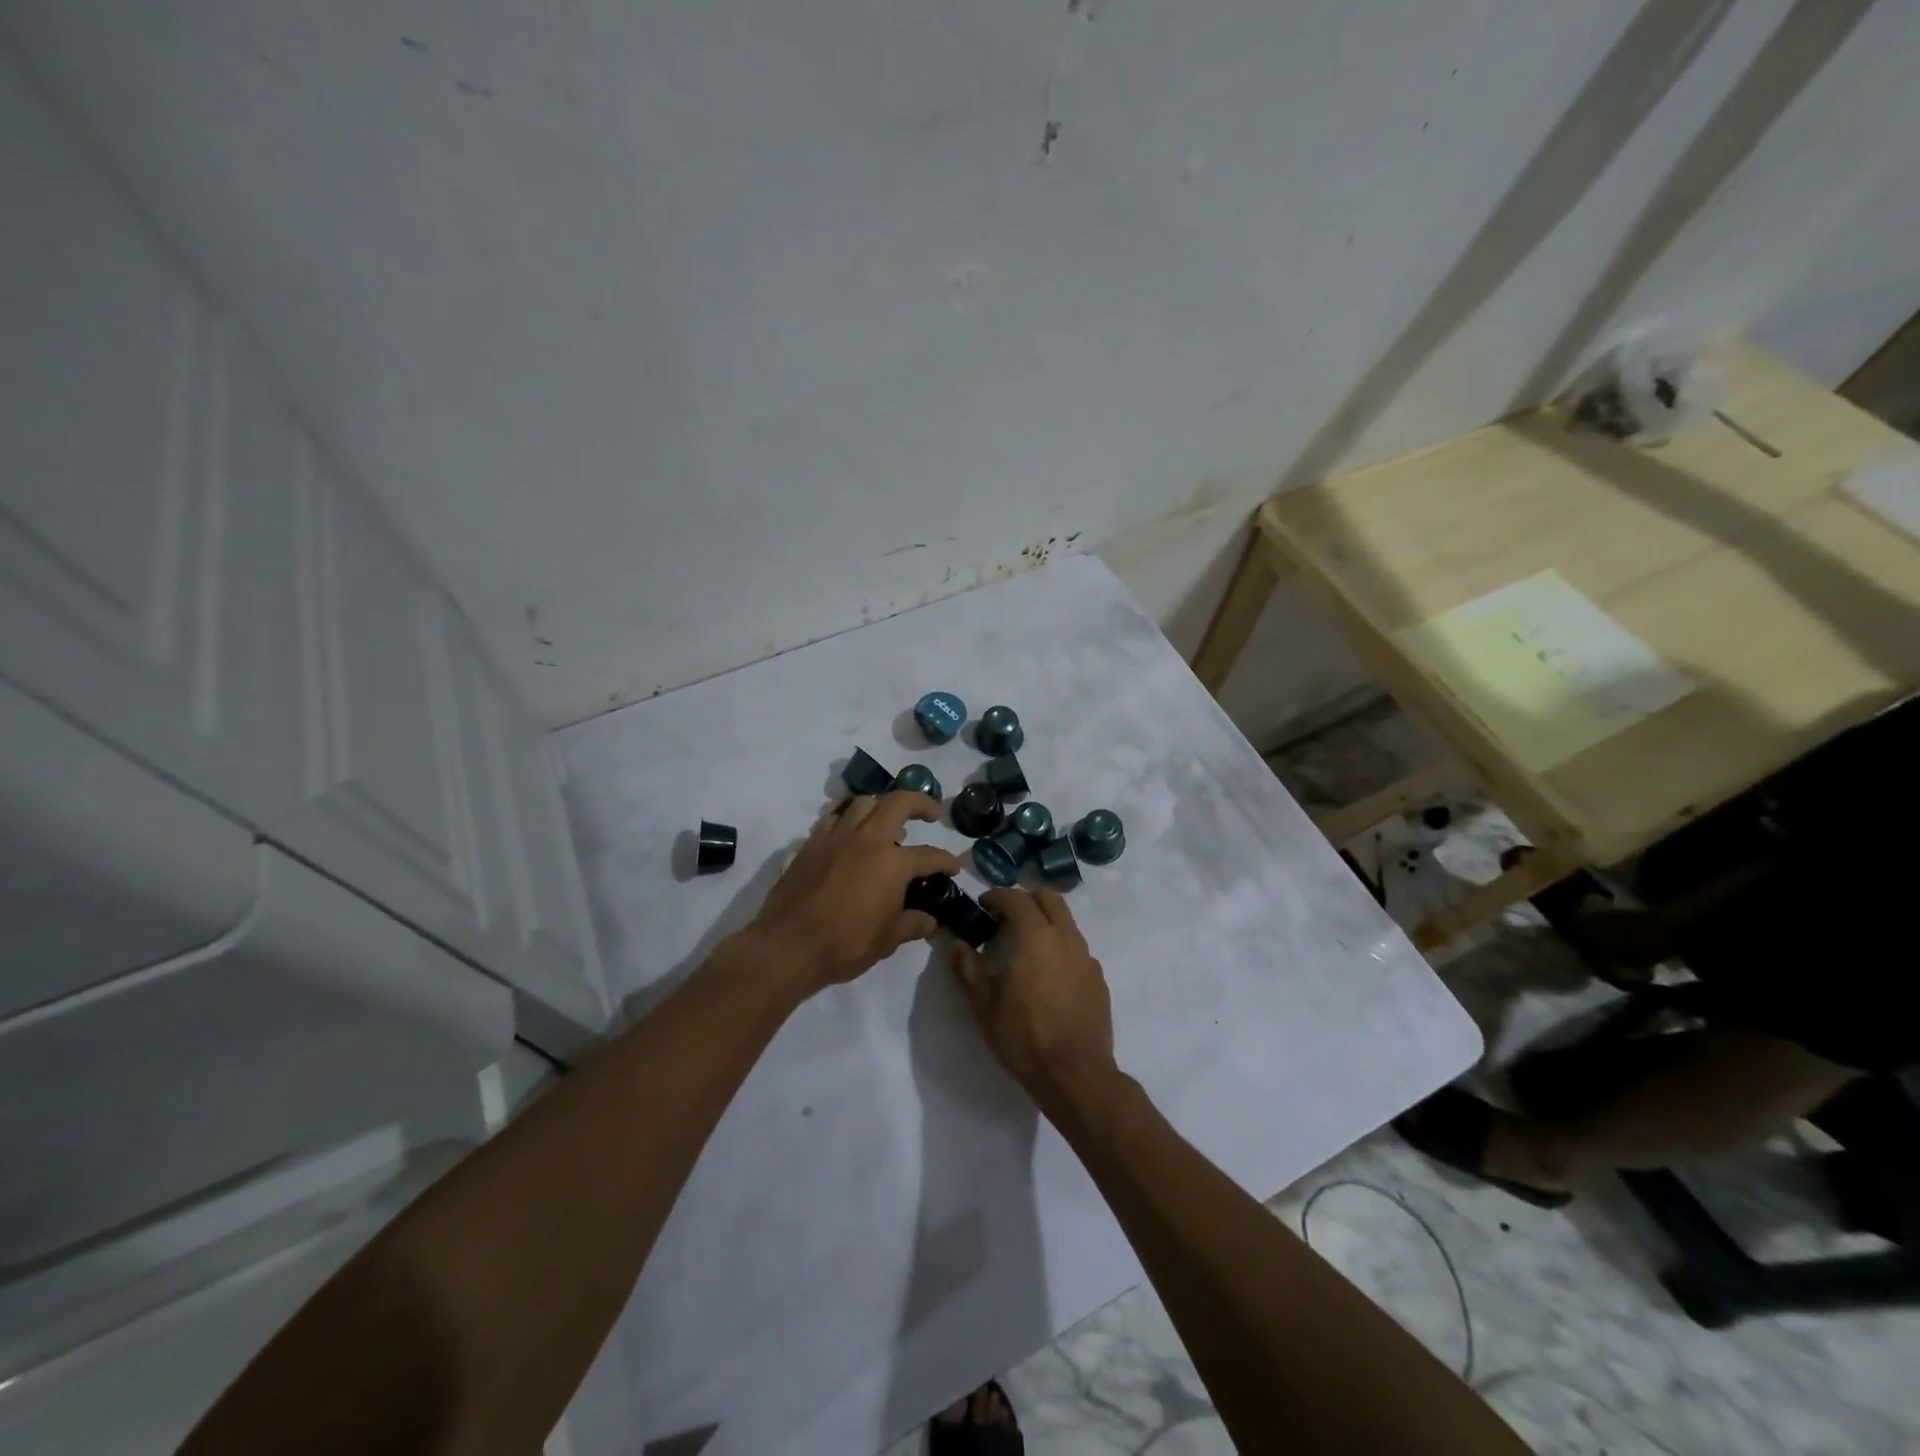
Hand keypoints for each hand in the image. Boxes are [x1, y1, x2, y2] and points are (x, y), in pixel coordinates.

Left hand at [746, 792, 961, 993]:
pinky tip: (850, 833)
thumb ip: (911, 924)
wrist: (788, 946)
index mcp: (893, 863)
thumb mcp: (887, 940)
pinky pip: (833, 818)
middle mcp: (867, 840)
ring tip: (888, 821)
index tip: (953, 868)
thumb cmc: (844, 945)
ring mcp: (836, 838)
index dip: (946, 861)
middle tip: (930, 813)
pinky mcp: (811, 844)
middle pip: (898, 802)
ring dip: (882, 805)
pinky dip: (847, 819)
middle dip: (920, 802)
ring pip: (864, 803)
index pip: (929, 855)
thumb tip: (929, 921)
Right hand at [949, 887, 1118, 1112]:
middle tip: (1006, 916)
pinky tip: (1048, 973)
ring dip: (1045, 921)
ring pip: (1066, 922)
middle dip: (1026, 899)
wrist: (1076, 1073)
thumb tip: (957, 945)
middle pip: (1049, 899)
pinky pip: (1077, 949)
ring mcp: (1086, 958)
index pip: (1016, 898)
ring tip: (1025, 945)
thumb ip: (968, 968)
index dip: (997, 896)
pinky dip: (1060, 947)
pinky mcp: (1098, 979)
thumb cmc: (1024, 1035)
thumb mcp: (984, 1004)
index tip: (983, 904)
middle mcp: (1065, 937)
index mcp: (1036, 936)